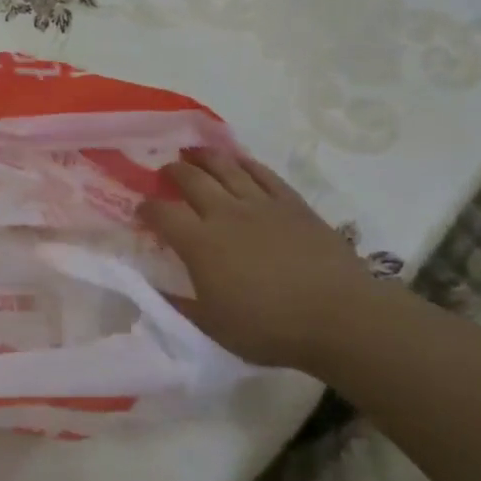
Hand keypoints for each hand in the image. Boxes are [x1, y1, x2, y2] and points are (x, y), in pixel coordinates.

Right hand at [140, 148, 394, 372]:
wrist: (340, 317)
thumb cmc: (269, 328)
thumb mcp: (212, 327)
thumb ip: (179, 305)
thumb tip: (153, 291)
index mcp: (200, 244)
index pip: (162, 214)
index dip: (146, 209)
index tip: (140, 210)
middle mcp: (225, 214)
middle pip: (191, 180)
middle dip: (172, 172)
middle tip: (165, 172)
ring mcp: (261, 205)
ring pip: (226, 168)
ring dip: (205, 157)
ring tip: (193, 152)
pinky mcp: (293, 204)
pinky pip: (263, 174)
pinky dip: (245, 164)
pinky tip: (238, 161)